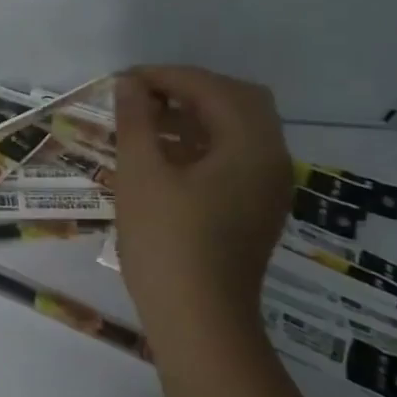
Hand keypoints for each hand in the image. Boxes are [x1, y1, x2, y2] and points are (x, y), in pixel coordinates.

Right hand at [113, 66, 292, 327]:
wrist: (199, 321)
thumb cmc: (166, 242)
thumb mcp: (141, 175)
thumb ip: (136, 121)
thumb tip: (129, 84)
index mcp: (251, 147)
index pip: (214, 88)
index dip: (167, 76)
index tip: (124, 81)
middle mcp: (271, 160)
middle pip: (238, 101)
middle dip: (189, 89)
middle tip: (142, 96)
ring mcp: (268, 188)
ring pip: (238, 129)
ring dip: (196, 115)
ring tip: (145, 121)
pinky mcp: (256, 209)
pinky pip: (235, 157)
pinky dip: (202, 143)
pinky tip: (163, 155)